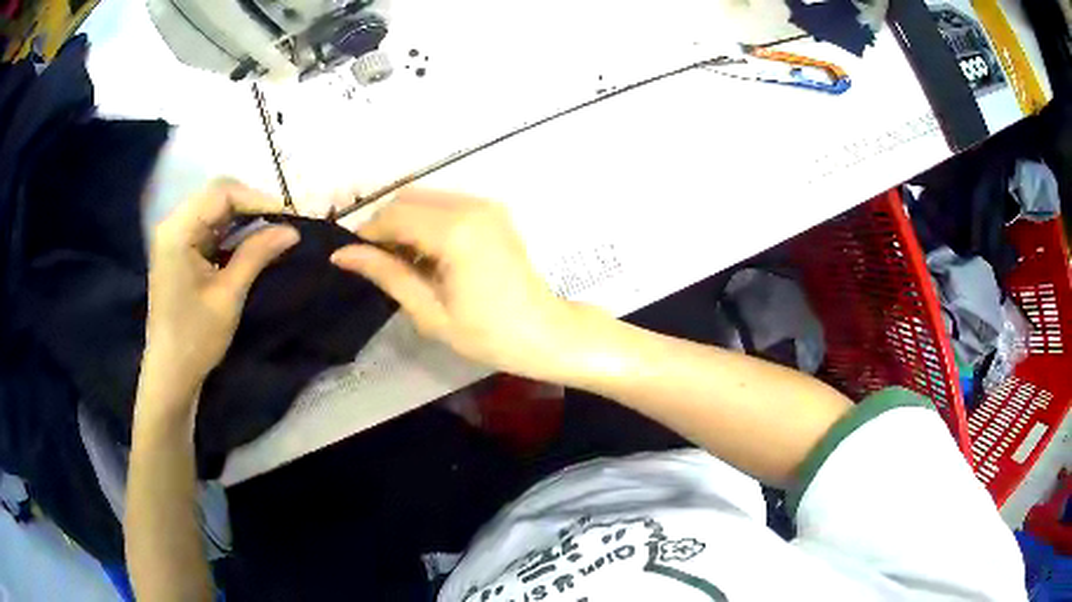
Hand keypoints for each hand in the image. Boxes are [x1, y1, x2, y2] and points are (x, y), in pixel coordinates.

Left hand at [141, 180, 299, 413]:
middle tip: (281, 224)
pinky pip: (209, 226)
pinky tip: (249, 242)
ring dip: (243, 217)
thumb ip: (257, 254)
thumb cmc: (196, 338)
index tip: (288, 217)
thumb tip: (292, 230)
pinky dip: (231, 230)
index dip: (257, 198)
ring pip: (214, 208)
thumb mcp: (229, 295)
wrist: (171, 373)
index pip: (221, 193)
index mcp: (178, 231)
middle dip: (251, 205)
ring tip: (271, 231)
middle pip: (217, 195)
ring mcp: (174, 237)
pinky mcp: (179, 250)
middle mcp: (173, 224)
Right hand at [331, 190, 576, 378]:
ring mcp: (485, 205)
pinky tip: (426, 255)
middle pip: (408, 198)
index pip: (394, 216)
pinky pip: (446, 204)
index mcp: (455, 231)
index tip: (351, 257)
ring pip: (426, 198)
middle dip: (385, 226)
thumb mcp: (429, 311)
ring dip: (405, 223)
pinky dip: (426, 222)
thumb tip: (342, 255)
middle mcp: (471, 206)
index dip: (367, 234)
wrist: (546, 333)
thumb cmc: (488, 334)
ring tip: (401, 263)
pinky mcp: (493, 211)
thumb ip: (386, 274)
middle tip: (375, 263)